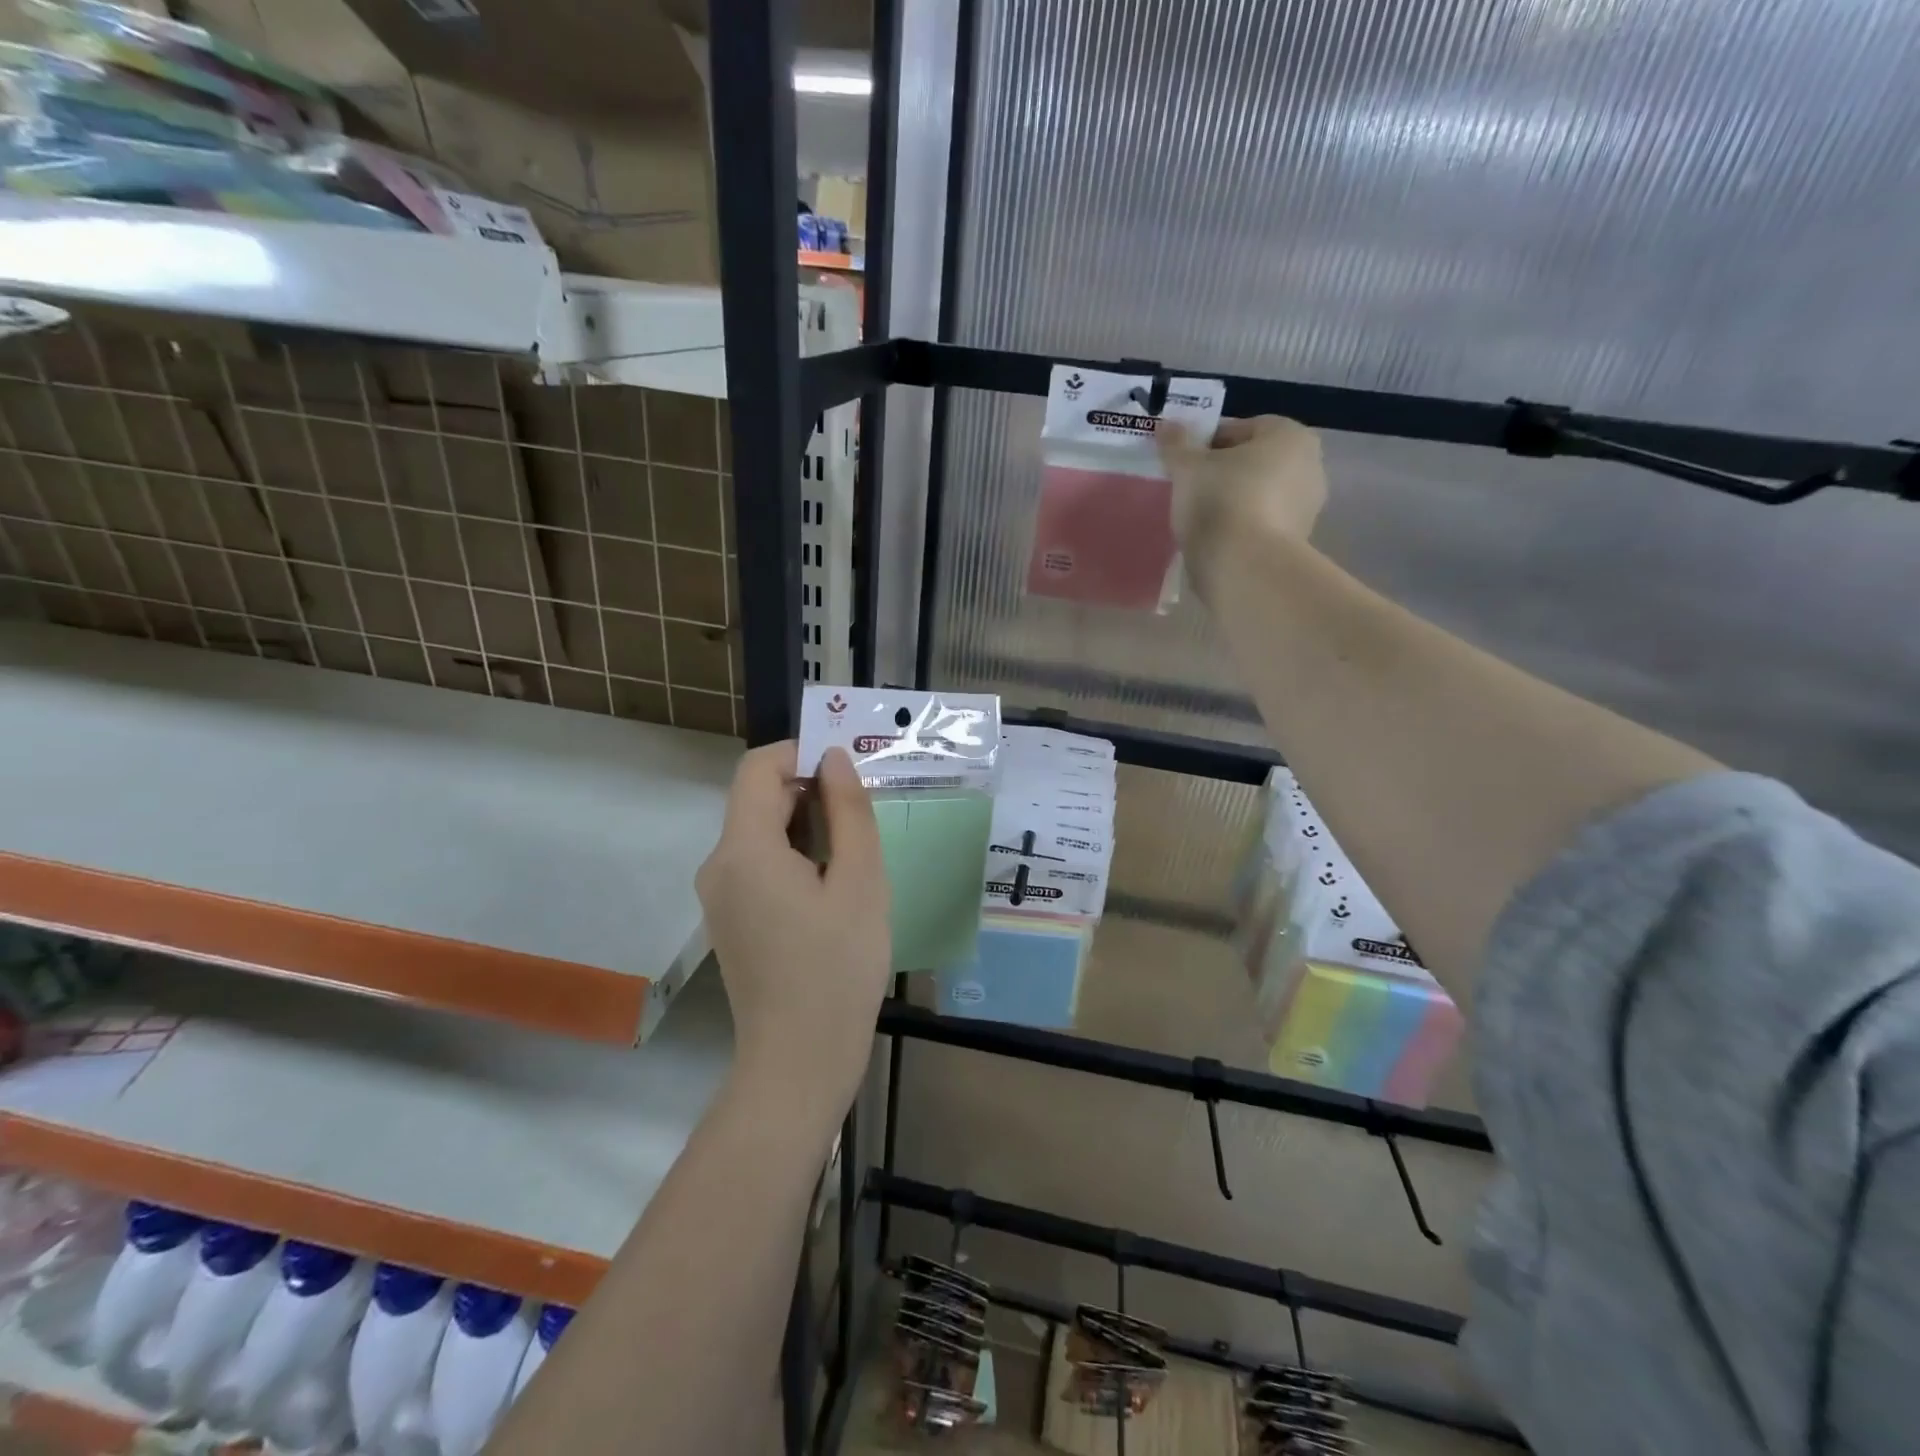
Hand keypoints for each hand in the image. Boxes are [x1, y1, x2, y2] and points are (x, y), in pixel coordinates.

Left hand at [696, 742, 889, 1126]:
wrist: (799, 1063)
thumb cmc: (837, 969)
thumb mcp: (860, 882)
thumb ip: (849, 811)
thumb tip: (833, 758)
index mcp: (743, 849)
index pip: (758, 767)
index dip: (801, 753)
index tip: (848, 772)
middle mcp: (718, 865)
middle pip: (760, 800)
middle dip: (812, 793)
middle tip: (867, 818)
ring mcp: (720, 896)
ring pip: (763, 834)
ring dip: (808, 828)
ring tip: (857, 859)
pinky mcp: (731, 920)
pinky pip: (760, 866)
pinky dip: (795, 859)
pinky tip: (834, 890)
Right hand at [1158, 415, 1326, 594]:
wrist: (1244, 567)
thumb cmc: (1220, 501)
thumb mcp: (1187, 467)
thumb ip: (1176, 443)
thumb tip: (1166, 425)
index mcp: (1289, 434)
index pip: (1240, 428)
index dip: (1206, 443)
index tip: (1183, 463)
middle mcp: (1310, 464)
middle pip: (1253, 461)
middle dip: (1222, 472)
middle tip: (1190, 489)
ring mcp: (1308, 506)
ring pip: (1258, 493)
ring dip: (1232, 500)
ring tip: (1200, 518)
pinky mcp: (1298, 541)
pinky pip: (1262, 522)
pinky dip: (1242, 526)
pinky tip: (1217, 539)